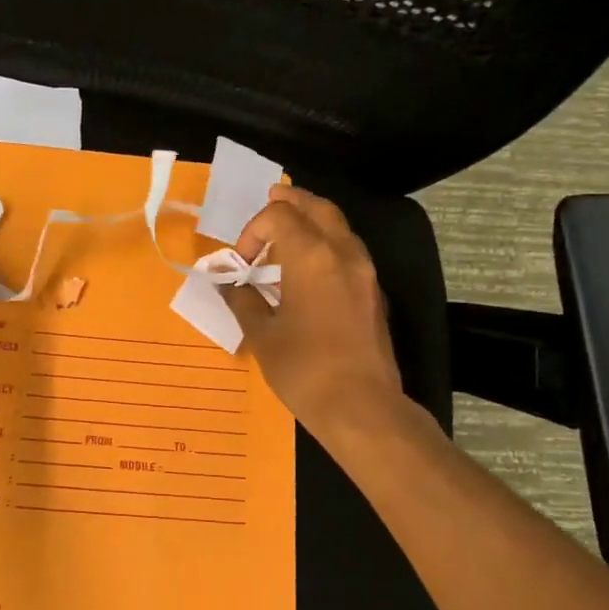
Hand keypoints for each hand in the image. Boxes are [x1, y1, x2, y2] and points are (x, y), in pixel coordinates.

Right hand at [226, 185, 402, 437]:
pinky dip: (326, 244)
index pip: (279, 216)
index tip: (242, 261)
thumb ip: (244, 301)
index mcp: (311, 256)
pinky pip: (349, 250)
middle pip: (317, 207)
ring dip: (311, 222)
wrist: (362, 407)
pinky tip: (308, 269)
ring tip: (286, 235)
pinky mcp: (373, 293)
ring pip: (338, 226)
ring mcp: (365, 272)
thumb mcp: (262, 336)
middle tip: (269, 202)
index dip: (253, 230)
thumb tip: (234, 286)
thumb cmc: (304, 370)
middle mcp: (343, 253)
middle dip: (290, 202)